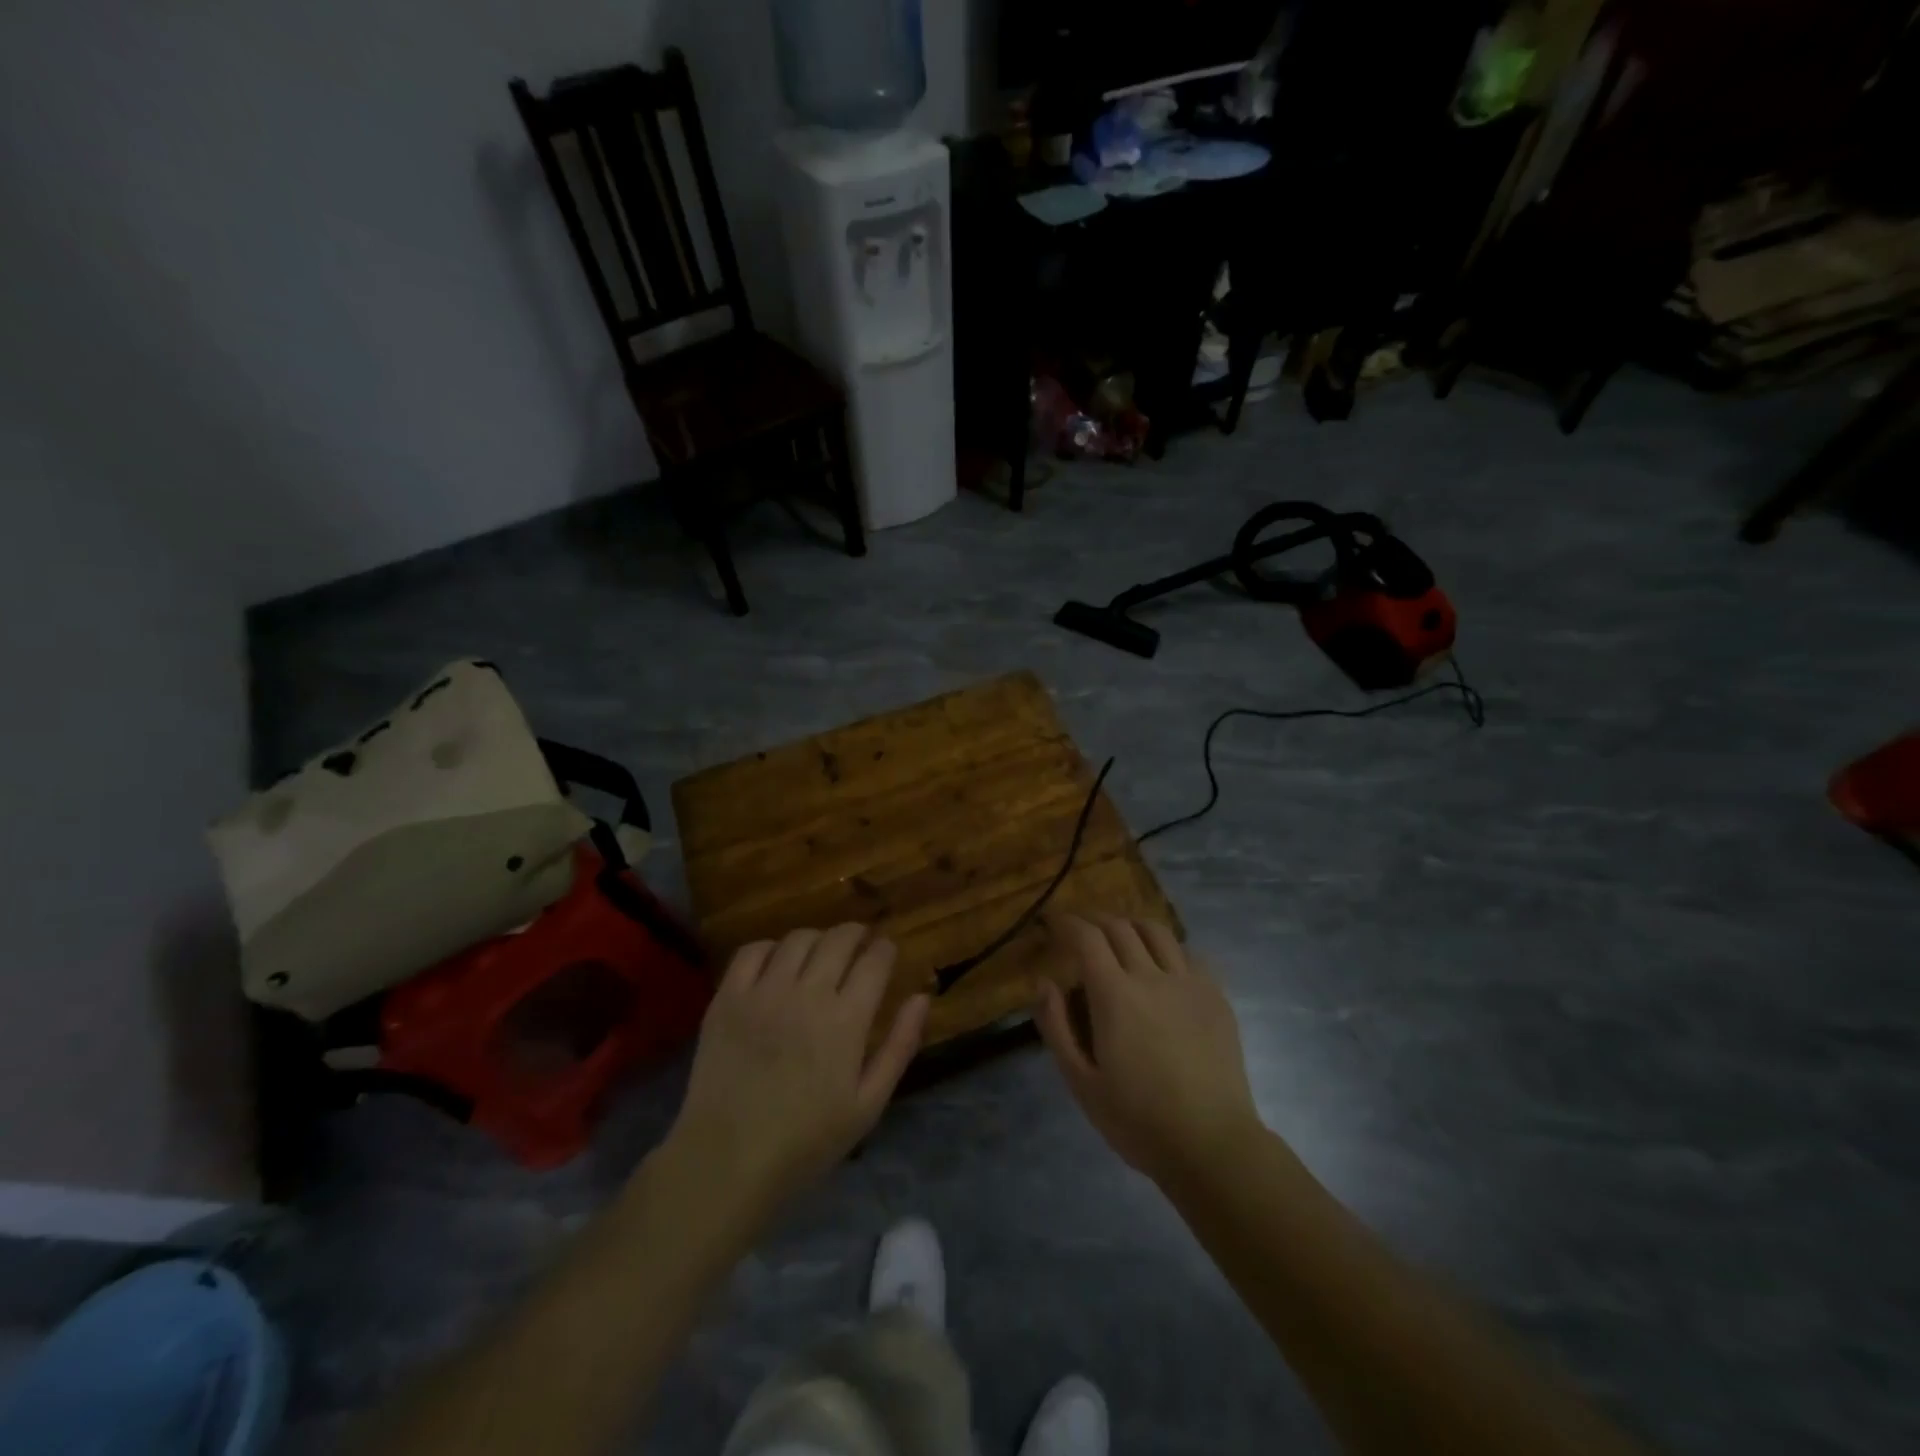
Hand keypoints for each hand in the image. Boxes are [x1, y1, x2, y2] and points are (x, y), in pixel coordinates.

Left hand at [667, 924, 929, 1212]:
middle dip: (857, 934)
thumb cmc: (806, 1141)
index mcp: (846, 1020)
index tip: (886, 952)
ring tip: (820, 954)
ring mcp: (764, 992)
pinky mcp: (728, 998)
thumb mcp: (868, 1105)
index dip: (885, 949)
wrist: (727, 1160)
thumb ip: (899, 1046)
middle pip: (839, 939)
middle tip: (859, 944)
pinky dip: (771, 948)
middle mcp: (807, 994)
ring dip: (818, 939)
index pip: (875, 960)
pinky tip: (777, 964)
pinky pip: (752, 951)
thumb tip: (922, 997)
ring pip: (798, 939)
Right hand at [1035, 914, 1262, 1185]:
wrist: (1212, 1145)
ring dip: (1132, 926)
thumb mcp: (1081, 1082)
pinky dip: (1168, 949)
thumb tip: (1044, 982)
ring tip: (1121, 939)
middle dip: (1095, 921)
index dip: (1067, 922)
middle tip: (1081, 932)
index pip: (1087, 937)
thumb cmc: (1138, 1119)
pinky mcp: (1216, 997)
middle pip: (1120, 927)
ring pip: (1157, 932)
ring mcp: (1189, 983)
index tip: (1053, 923)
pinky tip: (1163, 967)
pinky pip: (1190, 954)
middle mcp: (1152, 976)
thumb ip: (1057, 1026)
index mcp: (1115, 995)